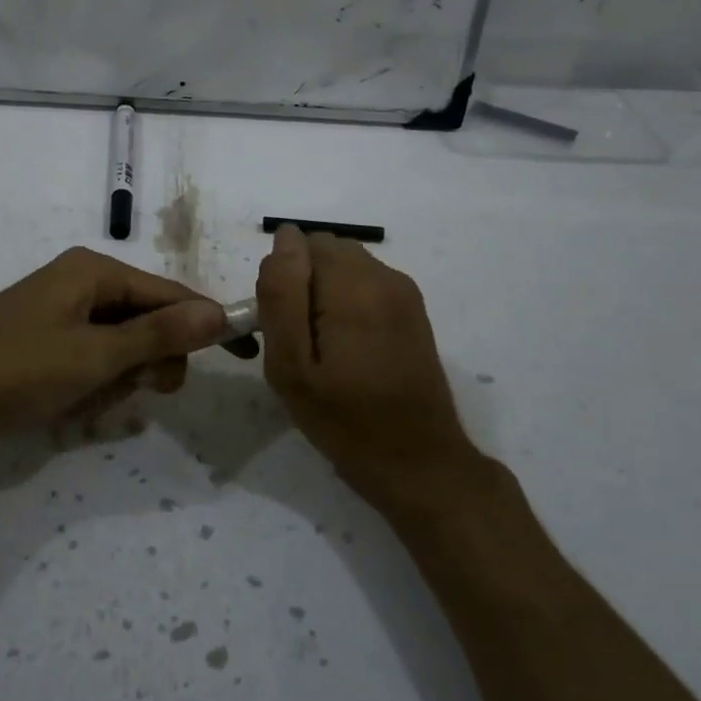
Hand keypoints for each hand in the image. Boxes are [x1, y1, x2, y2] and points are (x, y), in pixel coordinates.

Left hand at [0, 247, 226, 449]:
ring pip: (119, 347)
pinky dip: (89, 384)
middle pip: (145, 321)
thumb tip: (218, 313)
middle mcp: (80, 282)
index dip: (206, 324)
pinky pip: (89, 358)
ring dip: (115, 380)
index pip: (170, 294)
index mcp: (94, 271)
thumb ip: (158, 335)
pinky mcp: (42, 339)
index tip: (243, 354)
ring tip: (84, 402)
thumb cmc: (16, 369)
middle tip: (136, 391)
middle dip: (147, 362)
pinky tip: (65, 405)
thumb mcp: (94, 355)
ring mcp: (58, 311)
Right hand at [257, 225, 475, 508]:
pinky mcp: (413, 310)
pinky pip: (365, 284)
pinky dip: (346, 303)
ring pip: (345, 265)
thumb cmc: (345, 421)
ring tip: (322, 348)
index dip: (282, 279)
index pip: (301, 243)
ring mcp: (404, 292)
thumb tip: (284, 238)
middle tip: (299, 341)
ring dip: (324, 292)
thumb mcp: (292, 367)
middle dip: (303, 282)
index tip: (282, 326)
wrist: (419, 462)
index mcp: (354, 287)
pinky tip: (348, 350)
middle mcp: (384, 277)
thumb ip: (281, 295)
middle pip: (325, 250)